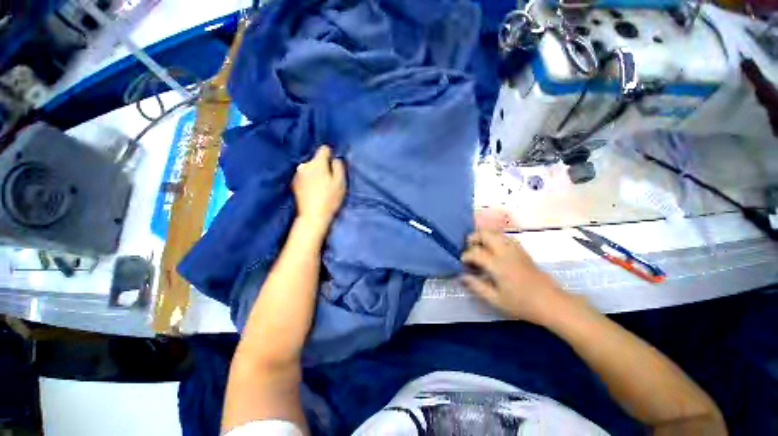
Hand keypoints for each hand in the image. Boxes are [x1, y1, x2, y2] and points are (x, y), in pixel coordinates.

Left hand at [292, 146, 345, 231]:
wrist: (313, 216)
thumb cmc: (330, 198)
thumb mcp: (341, 182)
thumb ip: (339, 166)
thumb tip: (335, 158)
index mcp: (317, 163)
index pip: (324, 149)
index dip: (331, 155)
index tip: (334, 166)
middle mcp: (304, 165)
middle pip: (316, 160)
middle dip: (323, 166)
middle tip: (329, 180)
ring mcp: (297, 174)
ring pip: (310, 168)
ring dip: (315, 173)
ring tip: (321, 186)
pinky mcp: (294, 183)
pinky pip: (304, 176)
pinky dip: (309, 180)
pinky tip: (313, 191)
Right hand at [460, 230, 570, 324]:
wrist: (552, 303)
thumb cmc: (522, 304)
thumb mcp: (496, 300)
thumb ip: (476, 286)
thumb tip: (462, 276)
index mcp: (498, 265)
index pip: (476, 252)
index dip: (466, 255)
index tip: (462, 262)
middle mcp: (506, 252)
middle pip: (486, 234)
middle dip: (474, 237)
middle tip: (469, 247)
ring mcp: (516, 250)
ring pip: (497, 233)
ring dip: (485, 236)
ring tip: (479, 246)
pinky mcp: (523, 251)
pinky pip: (506, 237)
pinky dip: (496, 238)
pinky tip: (494, 248)